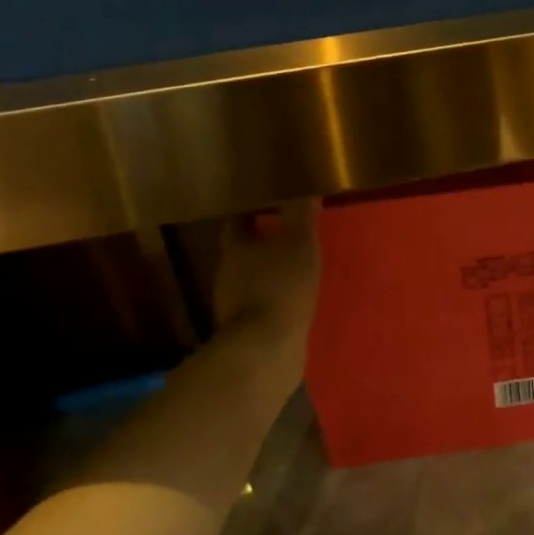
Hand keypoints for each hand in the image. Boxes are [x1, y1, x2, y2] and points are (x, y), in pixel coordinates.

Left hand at [212, 200, 320, 351]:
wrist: (265, 348)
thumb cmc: (280, 285)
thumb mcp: (299, 243)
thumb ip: (301, 214)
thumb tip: (305, 186)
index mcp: (235, 248)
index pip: (238, 221)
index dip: (251, 211)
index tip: (267, 202)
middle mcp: (228, 273)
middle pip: (242, 251)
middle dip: (261, 242)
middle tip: (286, 234)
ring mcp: (234, 305)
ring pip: (250, 280)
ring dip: (268, 273)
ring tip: (294, 268)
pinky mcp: (246, 329)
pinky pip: (261, 306)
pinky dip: (273, 299)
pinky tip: (291, 301)